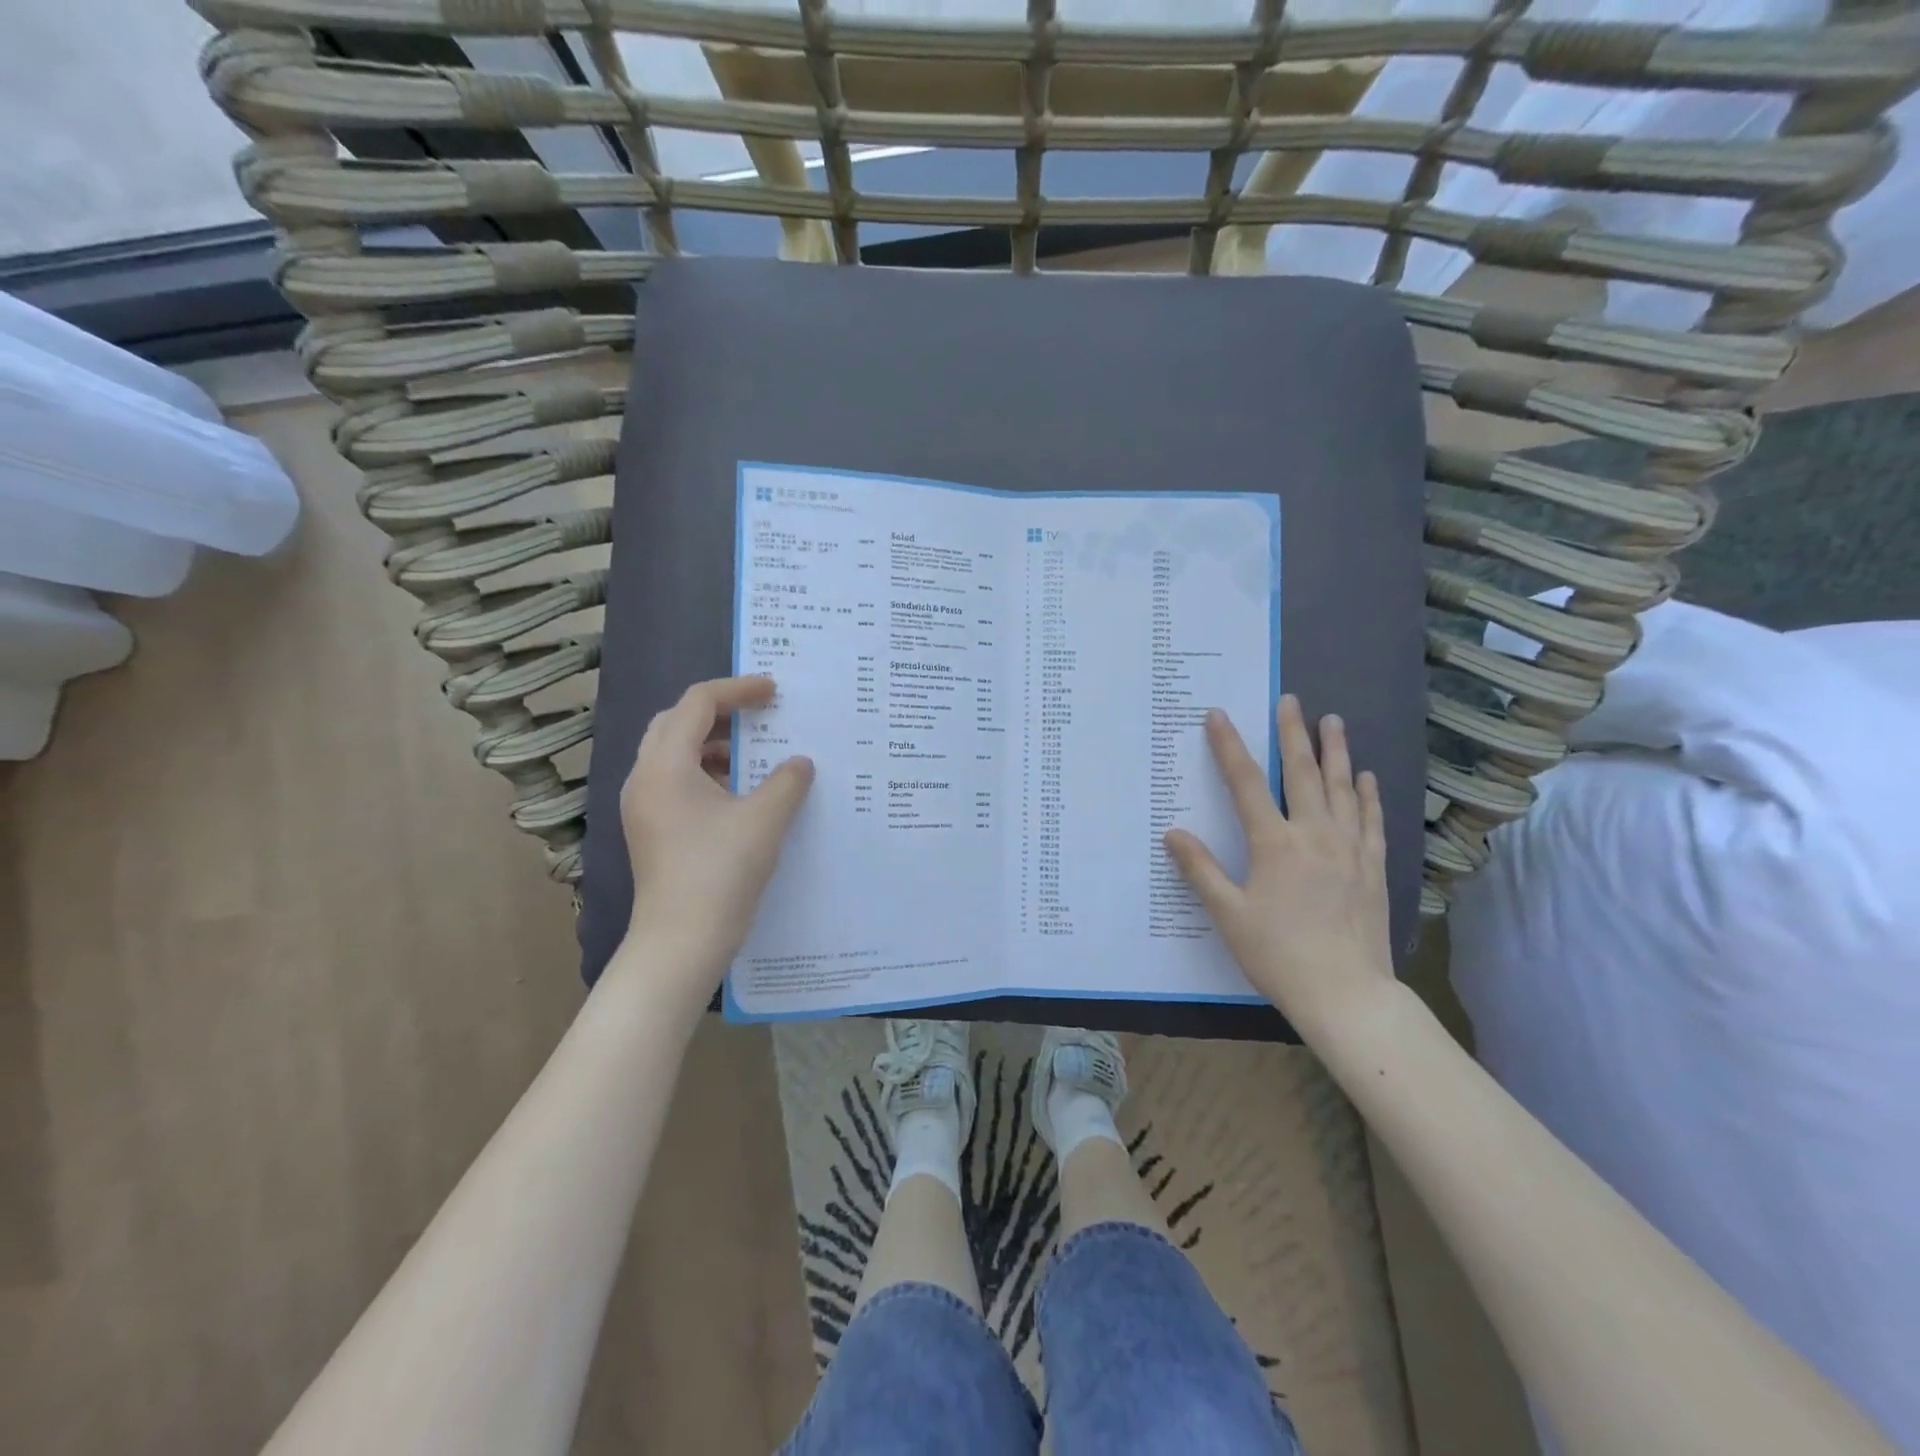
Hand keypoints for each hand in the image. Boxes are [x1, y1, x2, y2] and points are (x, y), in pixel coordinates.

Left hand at [619, 675, 813, 993]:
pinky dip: (706, 771)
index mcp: (665, 766)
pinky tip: (738, 791)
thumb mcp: (765, 820)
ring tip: (753, 752)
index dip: (738, 690)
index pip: (697, 703)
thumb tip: (800, 762)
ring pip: (673, 752)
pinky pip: (675, 780)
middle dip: (719, 711)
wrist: (681, 942)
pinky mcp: (651, 829)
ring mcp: (643, 806)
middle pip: (676, 722)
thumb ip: (787, 781)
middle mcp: (644, 778)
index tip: (774, 692)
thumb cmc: (720, 873)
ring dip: (712, 743)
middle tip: (759, 715)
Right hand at [1165, 695, 1393, 1024]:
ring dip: (1336, 752)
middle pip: (1303, 774)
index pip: (1246, 784)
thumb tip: (1173, 834)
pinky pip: (1371, 821)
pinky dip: (1367, 795)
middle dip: (1293, 733)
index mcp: (1274, 844)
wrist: (1346, 994)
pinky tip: (1365, 777)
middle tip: (1291, 701)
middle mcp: (1314, 836)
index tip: (1218, 716)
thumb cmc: (1278, 954)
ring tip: (1334, 721)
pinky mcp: (1372, 869)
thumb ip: (1200, 870)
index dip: (1230, 747)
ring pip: (1343, 789)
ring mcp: (1349, 850)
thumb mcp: (1228, 914)